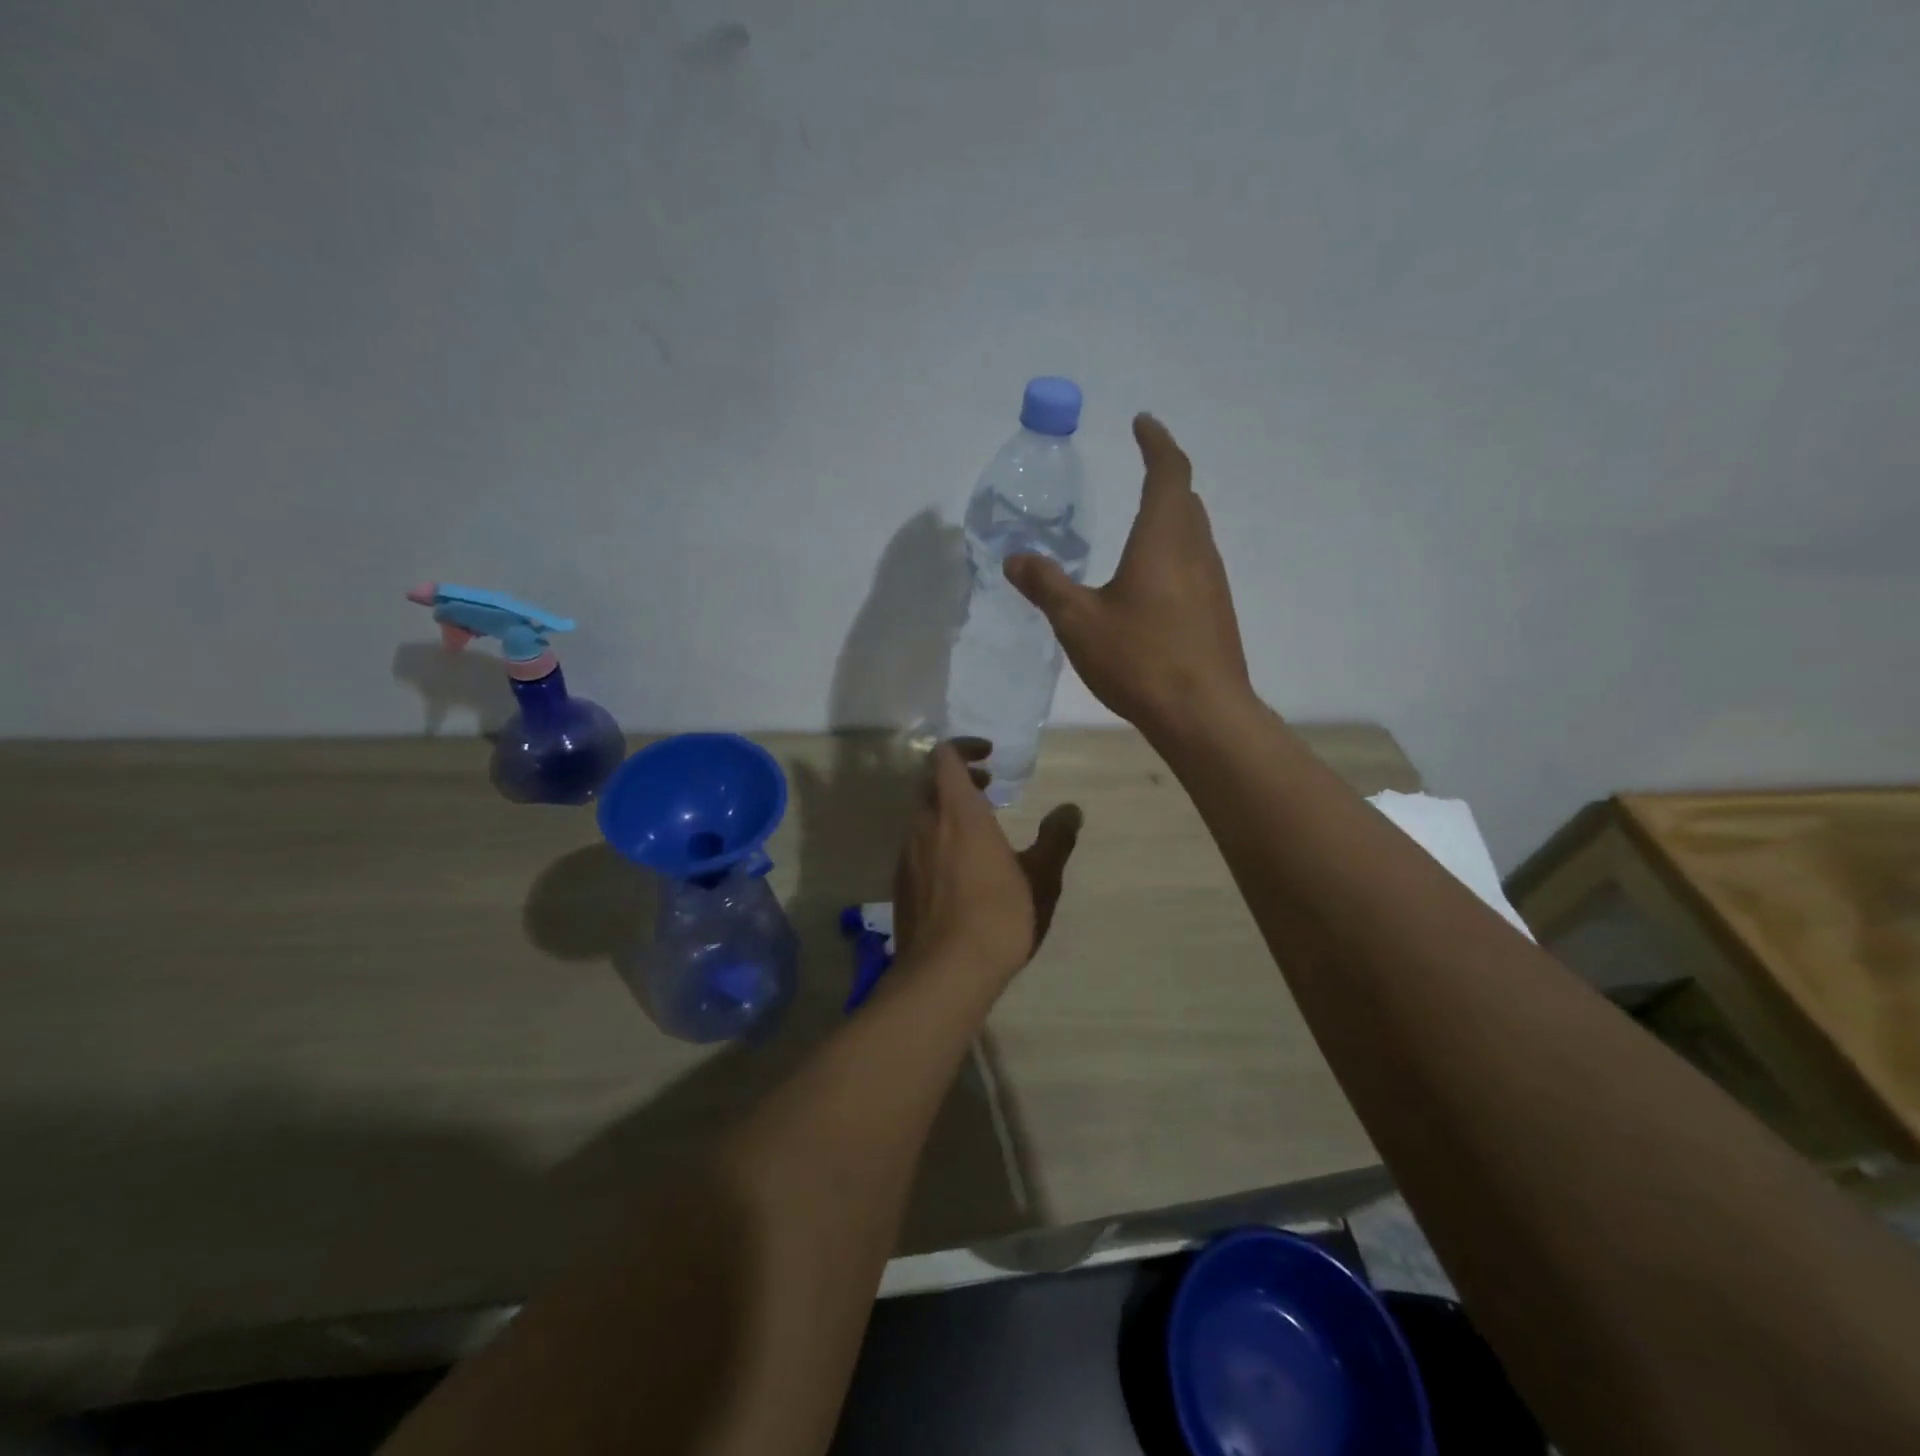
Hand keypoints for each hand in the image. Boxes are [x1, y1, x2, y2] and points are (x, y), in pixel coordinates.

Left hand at [892, 741, 1081, 986]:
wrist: (944, 973)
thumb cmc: (999, 917)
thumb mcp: (1041, 878)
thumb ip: (1056, 839)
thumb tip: (1071, 810)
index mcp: (958, 813)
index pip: (945, 757)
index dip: (965, 747)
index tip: (990, 756)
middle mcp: (924, 825)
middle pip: (929, 783)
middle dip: (958, 778)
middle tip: (989, 788)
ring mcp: (906, 855)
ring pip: (921, 814)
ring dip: (946, 809)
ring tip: (979, 829)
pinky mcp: (900, 883)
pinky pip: (916, 844)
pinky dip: (936, 838)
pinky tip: (959, 868)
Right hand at [1005, 414, 1252, 737]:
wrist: (1203, 714)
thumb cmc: (1140, 658)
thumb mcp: (1079, 621)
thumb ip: (1046, 585)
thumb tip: (1016, 557)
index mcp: (1163, 539)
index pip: (1168, 472)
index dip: (1156, 443)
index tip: (1142, 423)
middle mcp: (1195, 551)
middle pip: (1186, 500)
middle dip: (1165, 478)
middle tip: (1141, 470)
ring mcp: (1212, 584)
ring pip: (1194, 533)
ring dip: (1171, 518)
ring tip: (1140, 526)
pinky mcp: (1216, 614)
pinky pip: (1195, 565)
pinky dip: (1174, 554)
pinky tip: (1152, 584)